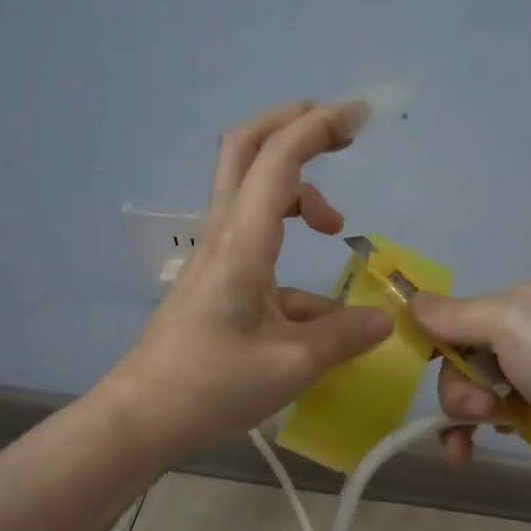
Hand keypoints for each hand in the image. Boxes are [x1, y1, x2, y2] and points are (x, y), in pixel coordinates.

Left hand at [104, 102, 394, 453]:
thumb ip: (343, 336)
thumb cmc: (213, 386)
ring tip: (335, 226)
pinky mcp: (215, 275)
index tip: (361, 116)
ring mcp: (216, 252)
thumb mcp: (291, 365)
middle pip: (246, 147)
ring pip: (248, 186)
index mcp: (242, 243)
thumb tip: (386, 320)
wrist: (145, 414)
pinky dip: (289, 240)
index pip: (278, 160)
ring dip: (295, 185)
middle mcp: (224, 233)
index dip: (319, 126)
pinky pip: (255, 236)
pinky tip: (318, 301)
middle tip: (339, 133)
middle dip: (293, 124)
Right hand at [410, 281, 530, 496]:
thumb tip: (409, 300)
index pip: (453, 317)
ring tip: (491, 429)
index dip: (433, 343)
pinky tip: (468, 453)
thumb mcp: (510, 325)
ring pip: (469, 393)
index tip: (421, 368)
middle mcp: (523, 335)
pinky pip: (488, 420)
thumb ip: (456, 315)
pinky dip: (472, 436)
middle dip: (458, 388)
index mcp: (518, 303)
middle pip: (457, 360)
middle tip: (484, 408)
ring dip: (464, 414)